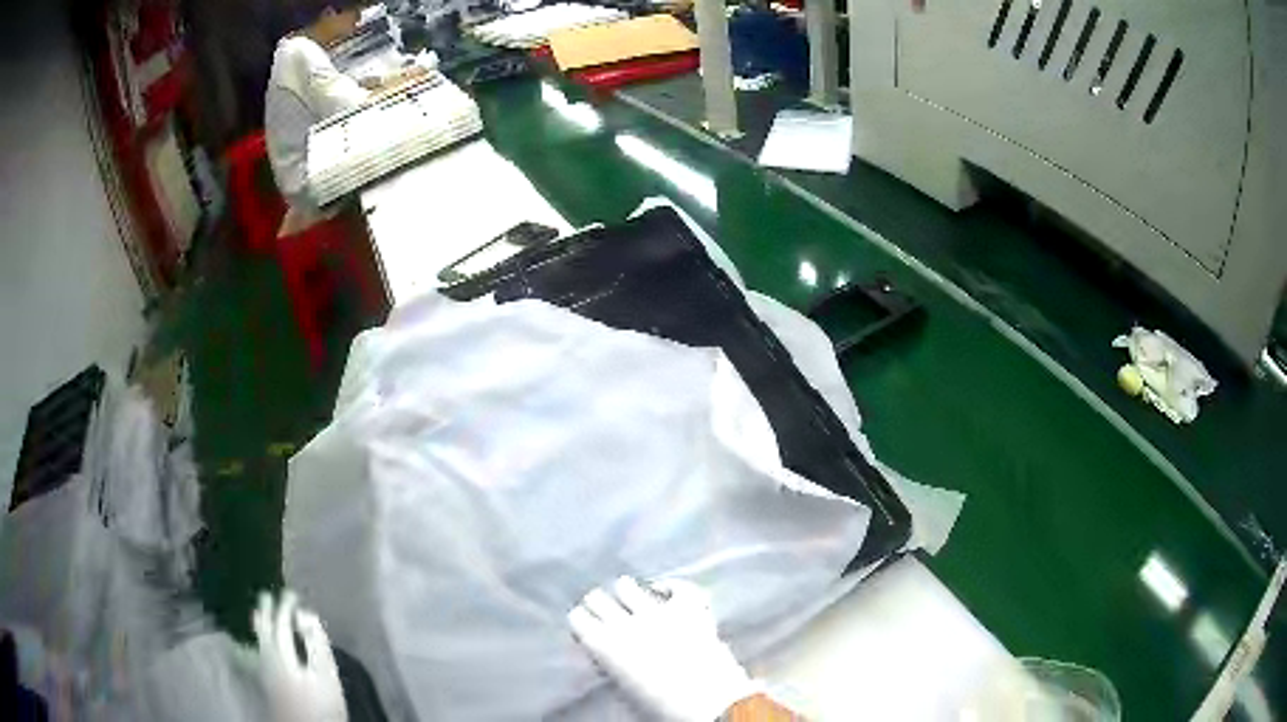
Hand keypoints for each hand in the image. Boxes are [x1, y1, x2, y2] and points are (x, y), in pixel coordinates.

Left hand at [253, 591, 347, 721]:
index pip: (279, 624)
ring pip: (258, 642)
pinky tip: (261, 646)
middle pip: (262, 632)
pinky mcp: (267, 686)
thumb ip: (316, 643)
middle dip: (265, 613)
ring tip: (259, 615)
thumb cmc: (321, 705)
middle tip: (266, 595)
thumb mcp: (326, 675)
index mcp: (280, 654)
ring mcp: (264, 674)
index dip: (285, 607)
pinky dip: (259, 642)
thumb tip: (305, 615)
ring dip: (260, 627)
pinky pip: (258, 654)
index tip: (291, 593)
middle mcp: (266, 660)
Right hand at [569, 577, 757, 721]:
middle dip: (600, 606)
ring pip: (627, 587)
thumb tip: (603, 657)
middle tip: (607, 616)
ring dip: (627, 595)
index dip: (582, 624)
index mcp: (603, 646)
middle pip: (597, 599)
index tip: (587, 630)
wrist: (710, 703)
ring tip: (632, 601)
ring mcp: (657, 610)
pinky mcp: (688, 606)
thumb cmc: (661, 707)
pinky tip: (665, 591)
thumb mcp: (623, 692)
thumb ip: (609, 668)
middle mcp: (624, 622)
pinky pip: (675, 586)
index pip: (577, 619)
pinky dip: (669, 587)